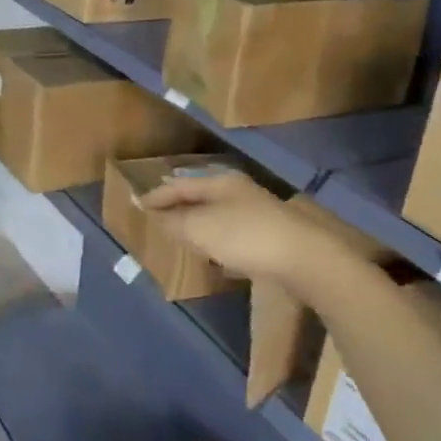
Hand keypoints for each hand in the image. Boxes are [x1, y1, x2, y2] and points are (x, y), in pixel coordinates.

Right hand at [140, 170, 314, 282]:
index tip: (137, 204)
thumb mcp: (200, 228)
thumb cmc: (245, 236)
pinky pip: (232, 234)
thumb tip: (153, 213)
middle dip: (178, 205)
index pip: (180, 185)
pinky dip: (216, 240)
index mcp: (220, 183)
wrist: (303, 258)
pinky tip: (215, 255)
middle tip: (157, 215)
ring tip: (181, 235)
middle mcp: (238, 192)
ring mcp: (257, 213)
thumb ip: (174, 221)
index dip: (157, 195)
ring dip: (197, 223)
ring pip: (217, 215)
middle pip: (200, 196)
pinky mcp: (269, 237)